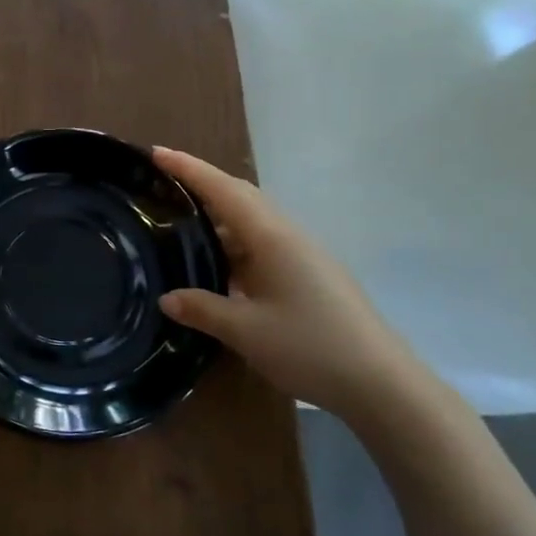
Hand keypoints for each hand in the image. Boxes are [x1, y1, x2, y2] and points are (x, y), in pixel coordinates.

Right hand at [153, 147, 426, 419]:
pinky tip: (217, 265)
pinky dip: (233, 244)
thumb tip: (167, 298)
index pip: (223, 190)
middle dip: (202, 185)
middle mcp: (287, 236)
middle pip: (239, 197)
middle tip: (162, 184)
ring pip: (252, 223)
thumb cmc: (309, 347)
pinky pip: (262, 245)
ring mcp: (301, 255)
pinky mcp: (308, 274)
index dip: (188, 169)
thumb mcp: (245, 330)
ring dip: (218, 218)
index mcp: (271, 237)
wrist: (379, 382)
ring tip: (180, 225)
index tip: (156, 153)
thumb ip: (202, 309)